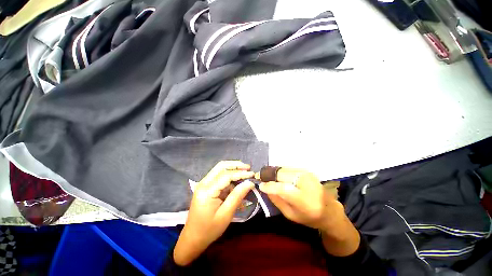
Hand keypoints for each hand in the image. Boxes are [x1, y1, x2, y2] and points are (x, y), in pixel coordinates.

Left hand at [173, 161, 254, 265]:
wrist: (192, 239)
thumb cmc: (209, 229)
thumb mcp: (226, 214)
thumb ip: (237, 196)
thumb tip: (250, 183)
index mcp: (207, 191)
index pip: (226, 175)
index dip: (241, 173)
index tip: (252, 174)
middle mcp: (204, 183)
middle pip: (221, 166)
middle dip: (236, 165)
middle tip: (248, 168)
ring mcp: (204, 184)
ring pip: (220, 170)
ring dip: (233, 170)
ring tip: (245, 174)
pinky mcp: (206, 187)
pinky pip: (219, 177)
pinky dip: (229, 178)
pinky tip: (237, 183)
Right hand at [258, 168, 341, 230]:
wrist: (329, 209)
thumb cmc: (309, 217)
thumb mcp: (290, 215)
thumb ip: (277, 201)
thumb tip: (265, 188)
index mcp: (303, 199)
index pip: (282, 188)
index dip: (269, 185)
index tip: (260, 185)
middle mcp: (306, 182)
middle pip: (281, 174)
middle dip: (269, 175)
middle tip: (260, 177)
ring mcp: (306, 174)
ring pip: (283, 169)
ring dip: (274, 172)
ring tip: (267, 177)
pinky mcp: (305, 170)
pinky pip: (288, 168)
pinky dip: (280, 171)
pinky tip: (277, 176)